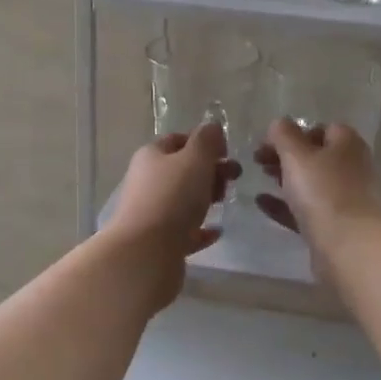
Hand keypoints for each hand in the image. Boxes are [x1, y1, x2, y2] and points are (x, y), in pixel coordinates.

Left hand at [109, 122, 240, 272]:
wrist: (146, 252)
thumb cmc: (173, 197)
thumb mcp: (195, 159)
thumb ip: (207, 140)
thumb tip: (212, 127)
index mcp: (151, 156)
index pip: (178, 140)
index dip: (203, 142)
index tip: (227, 152)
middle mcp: (147, 181)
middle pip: (182, 170)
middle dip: (210, 171)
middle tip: (234, 178)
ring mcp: (151, 213)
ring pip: (183, 200)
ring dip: (205, 198)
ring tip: (225, 202)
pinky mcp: (158, 242)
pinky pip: (184, 231)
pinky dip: (201, 229)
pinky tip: (217, 231)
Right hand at [253, 120, 380, 261]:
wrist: (349, 247)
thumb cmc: (323, 192)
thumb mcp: (297, 155)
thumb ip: (284, 135)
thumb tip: (279, 123)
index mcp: (347, 144)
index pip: (321, 128)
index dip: (294, 132)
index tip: (268, 141)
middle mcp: (350, 168)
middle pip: (315, 155)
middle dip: (286, 156)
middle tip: (258, 160)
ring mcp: (344, 199)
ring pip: (310, 183)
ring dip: (285, 179)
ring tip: (259, 178)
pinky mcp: (334, 226)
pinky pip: (305, 209)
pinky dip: (284, 204)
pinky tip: (261, 203)